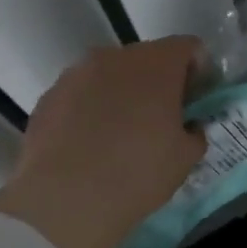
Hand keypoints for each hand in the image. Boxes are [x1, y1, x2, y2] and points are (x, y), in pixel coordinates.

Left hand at [0, 38, 206, 247]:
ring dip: (121, 96)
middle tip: (162, 120)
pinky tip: (91, 146)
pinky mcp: (48, 98)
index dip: (198, 72)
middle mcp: (113, 57)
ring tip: (122, 135)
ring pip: (109, 76)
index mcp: (155, 65)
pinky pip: (80, 97)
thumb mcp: (185, 158)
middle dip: (158, 83)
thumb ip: (194, 132)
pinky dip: (91, 112)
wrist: (67, 199)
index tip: (197, 101)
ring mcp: (74, 75)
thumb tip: (187, 127)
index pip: (188, 48)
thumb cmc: (138, 173)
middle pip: (146, 59)